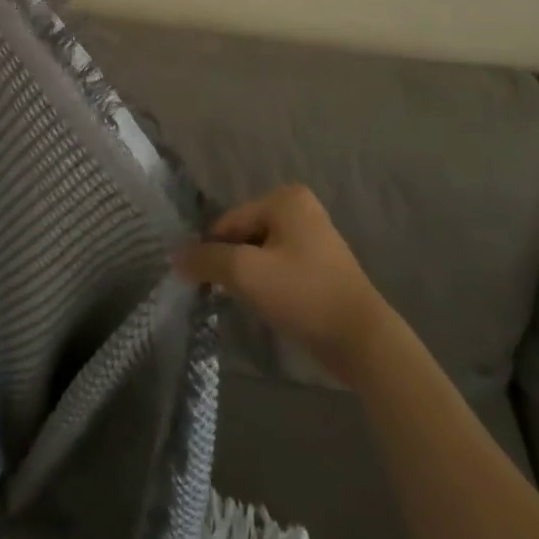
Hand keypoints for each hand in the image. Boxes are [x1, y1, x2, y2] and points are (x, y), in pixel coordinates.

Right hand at [176, 185, 392, 386]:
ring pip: (261, 253)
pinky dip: (269, 283)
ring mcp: (315, 236)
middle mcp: (301, 207)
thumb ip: (207, 260)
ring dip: (250, 276)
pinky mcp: (322, 265)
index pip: (229, 221)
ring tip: (249, 303)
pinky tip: (270, 306)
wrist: (362, 340)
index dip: (213, 252)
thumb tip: (176, 257)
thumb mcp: (246, 274)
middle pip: (244, 235)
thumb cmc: (303, 295)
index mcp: (285, 198)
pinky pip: (280, 266)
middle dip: (233, 263)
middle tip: (229, 295)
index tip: (204, 283)